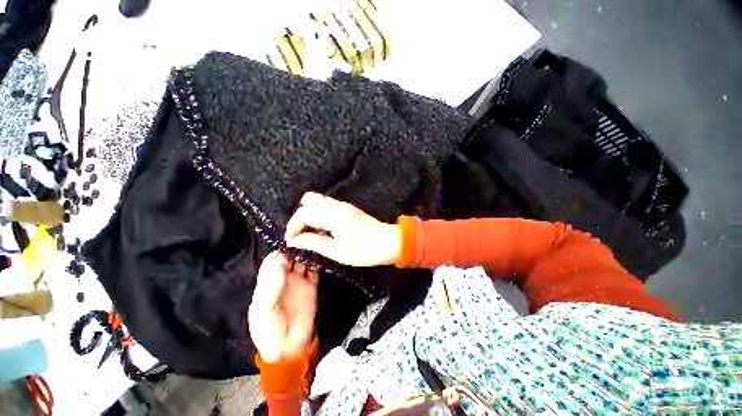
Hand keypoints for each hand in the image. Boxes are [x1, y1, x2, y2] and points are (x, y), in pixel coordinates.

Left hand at [248, 251, 317, 362]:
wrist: (289, 346)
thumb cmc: (269, 330)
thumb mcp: (263, 311)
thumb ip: (271, 288)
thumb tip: (280, 264)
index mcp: (268, 282)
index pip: (272, 261)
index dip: (279, 254)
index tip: (287, 249)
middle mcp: (284, 277)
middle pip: (289, 257)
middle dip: (295, 249)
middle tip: (304, 241)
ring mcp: (299, 280)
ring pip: (303, 261)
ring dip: (307, 252)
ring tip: (314, 243)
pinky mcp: (311, 285)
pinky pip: (315, 270)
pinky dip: (317, 262)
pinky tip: (321, 254)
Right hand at [285, 192, 401, 266]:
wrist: (390, 242)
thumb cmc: (365, 250)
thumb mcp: (338, 251)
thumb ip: (314, 243)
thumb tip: (294, 241)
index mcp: (334, 216)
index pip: (304, 213)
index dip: (293, 227)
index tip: (291, 242)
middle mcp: (336, 206)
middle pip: (308, 200)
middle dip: (299, 217)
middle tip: (300, 235)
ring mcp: (343, 205)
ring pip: (317, 201)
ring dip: (309, 215)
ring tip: (310, 234)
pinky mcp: (347, 208)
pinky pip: (326, 206)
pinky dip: (318, 214)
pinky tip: (322, 230)